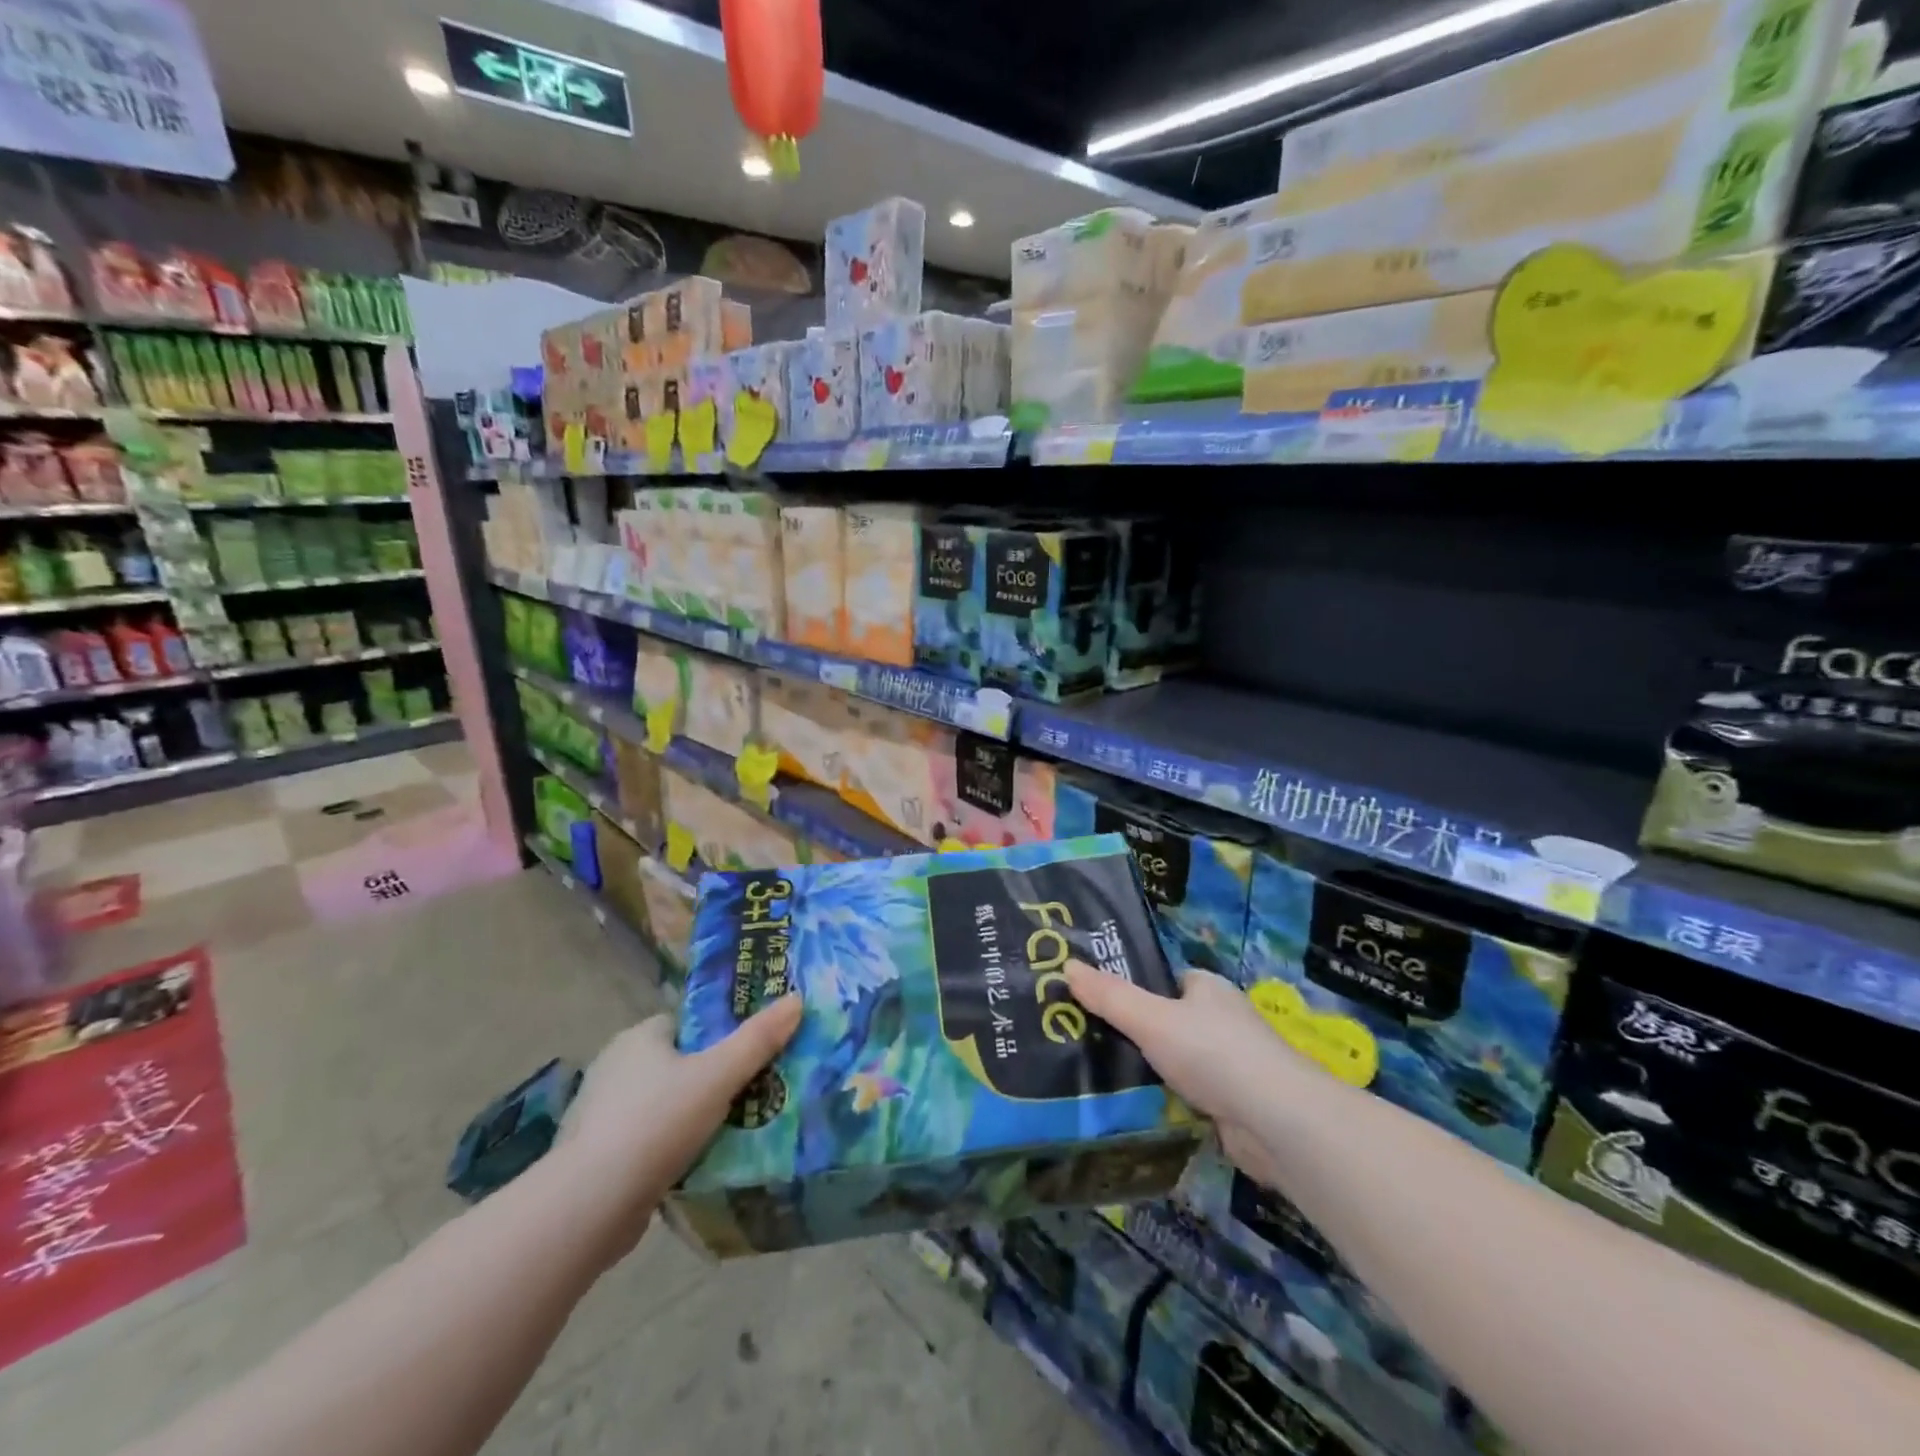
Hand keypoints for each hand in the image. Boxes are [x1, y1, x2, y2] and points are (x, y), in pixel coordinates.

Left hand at [555, 996, 802, 1260]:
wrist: (589, 1207)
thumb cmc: (656, 1123)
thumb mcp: (718, 1076)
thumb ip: (758, 1039)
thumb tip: (797, 999)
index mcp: (638, 1038)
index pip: (687, 1024)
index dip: (719, 1034)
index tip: (750, 1053)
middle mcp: (614, 1068)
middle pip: (677, 1063)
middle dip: (709, 1078)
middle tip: (751, 1093)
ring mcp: (600, 1114)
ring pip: (662, 1104)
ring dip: (690, 1116)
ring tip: (733, 1131)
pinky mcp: (597, 1157)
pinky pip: (646, 1141)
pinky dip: (669, 1149)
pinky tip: (696, 1164)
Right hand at [1065, 962, 1301, 1190]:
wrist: (1276, 1123)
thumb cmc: (1213, 1053)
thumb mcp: (1151, 1019)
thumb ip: (1109, 997)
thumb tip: (1067, 965)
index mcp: (1207, 989)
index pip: (1166, 982)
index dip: (1135, 989)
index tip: (1095, 1002)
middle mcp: (1222, 1021)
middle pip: (1169, 1022)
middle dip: (1137, 1034)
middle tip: (1087, 1041)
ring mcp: (1230, 1065)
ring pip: (1177, 1062)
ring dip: (1150, 1072)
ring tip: (1098, 1076)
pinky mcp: (1232, 1105)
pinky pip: (1187, 1096)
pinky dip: (1167, 1103)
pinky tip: (1133, 1110)